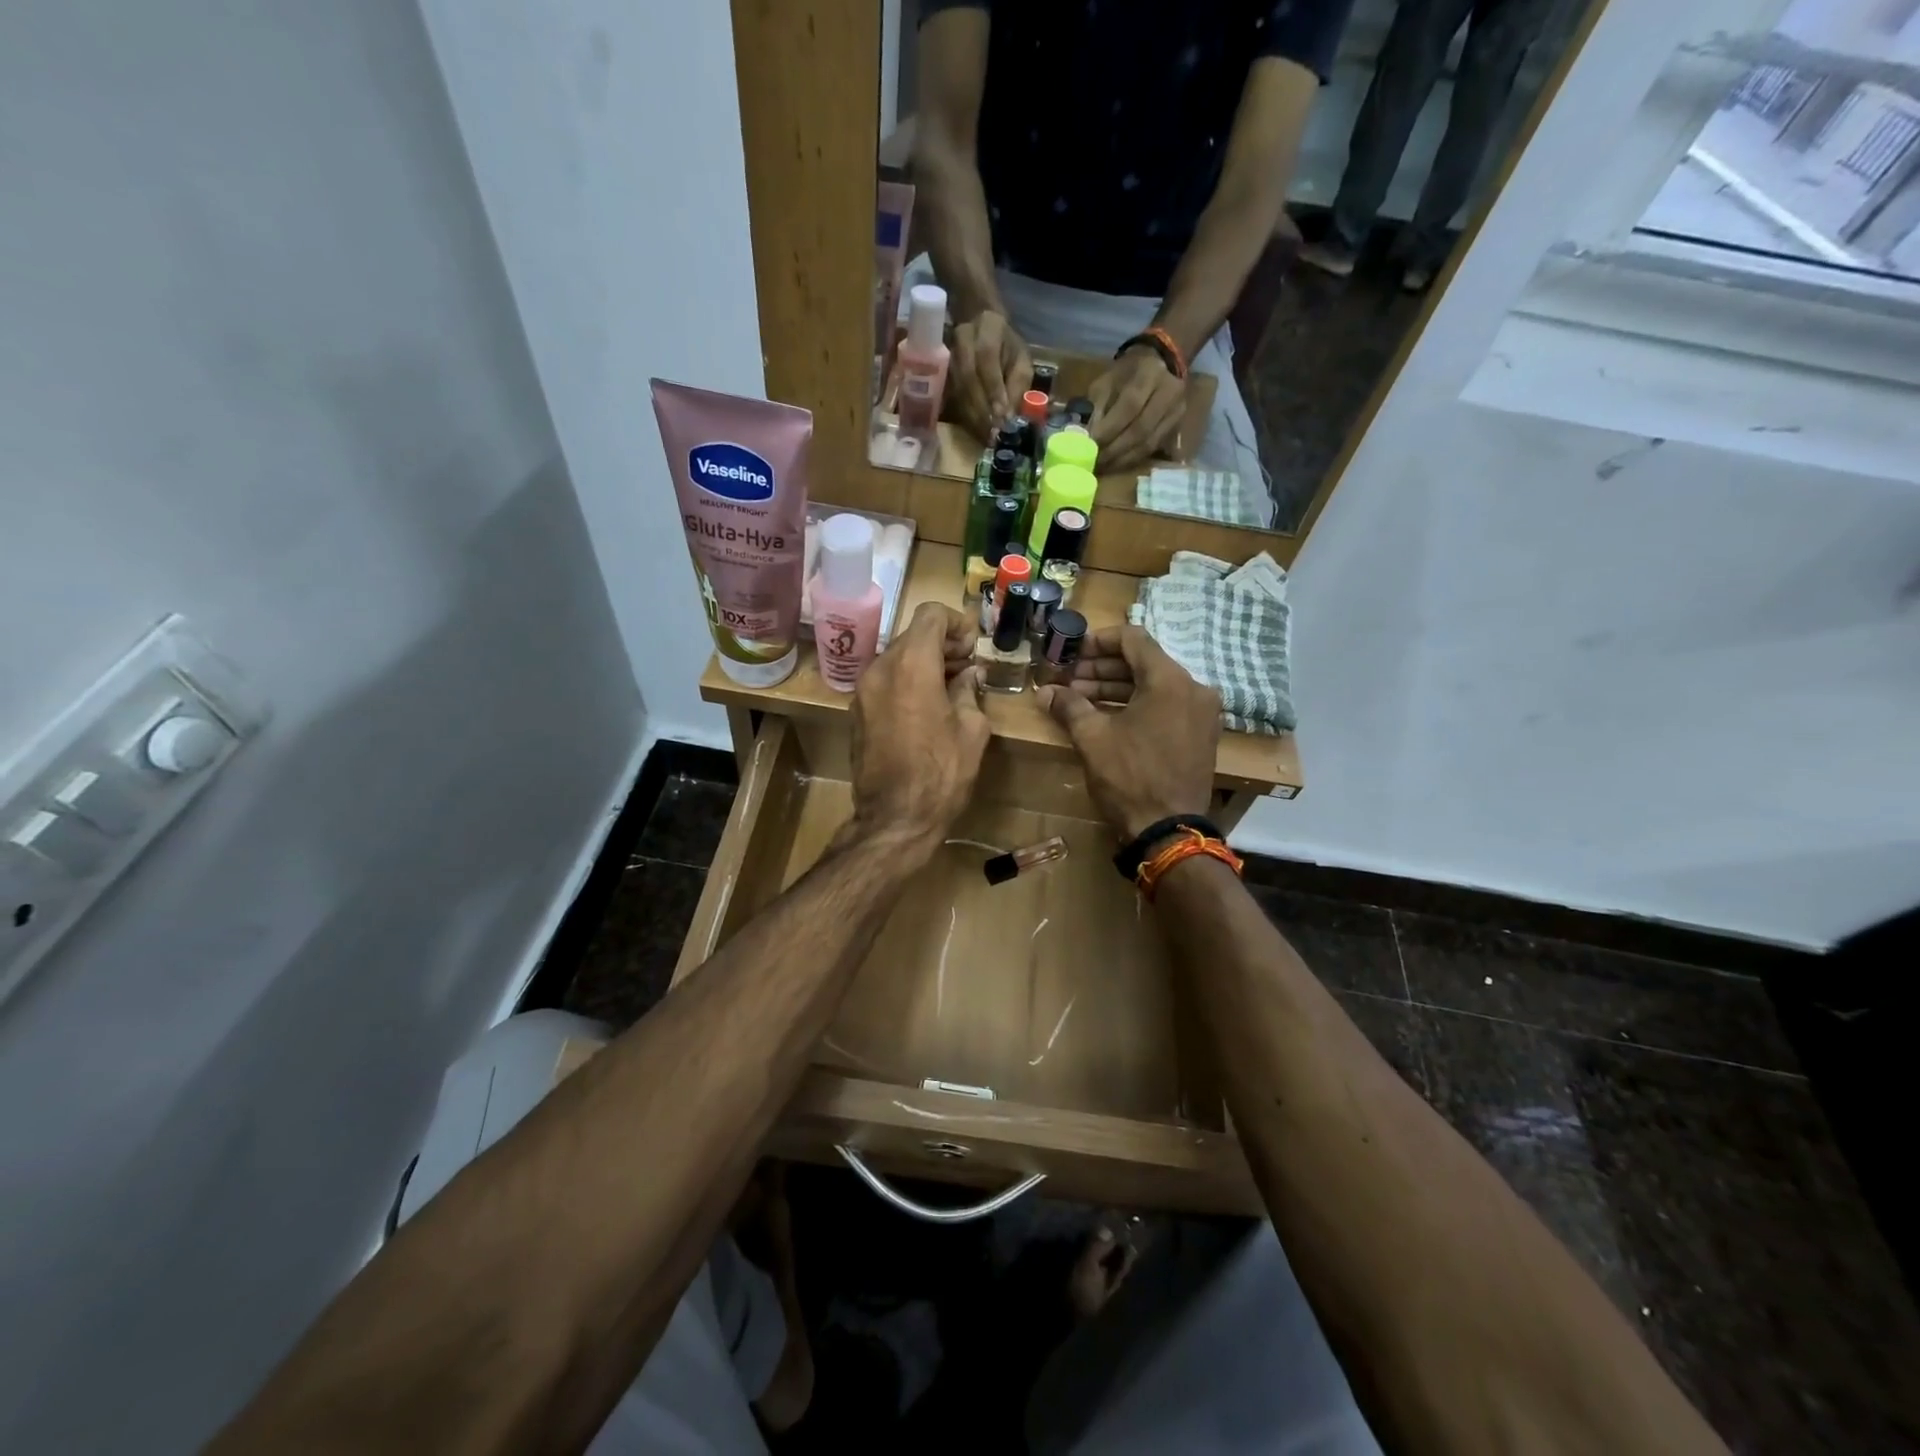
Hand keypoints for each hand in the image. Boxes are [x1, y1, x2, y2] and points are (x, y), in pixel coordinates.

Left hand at [846, 603, 989, 857]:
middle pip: (912, 635)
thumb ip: (969, 691)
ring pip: (896, 658)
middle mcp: (880, 669)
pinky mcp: (856, 712)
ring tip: (951, 687)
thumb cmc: (941, 774)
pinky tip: (927, 706)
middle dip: (942, 644)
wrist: (895, 819)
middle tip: (967, 666)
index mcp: (911, 665)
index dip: (956, 623)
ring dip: (924, 663)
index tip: (973, 646)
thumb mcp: (972, 730)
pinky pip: (884, 681)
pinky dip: (906, 681)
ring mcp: (862, 691)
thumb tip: (968, 675)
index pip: (930, 615)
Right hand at [951, 309, 1032, 438]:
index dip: (993, 390)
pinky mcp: (941, 372)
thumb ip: (1018, 385)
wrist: (979, 324)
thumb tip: (1009, 417)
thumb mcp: (1021, 359)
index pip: (987, 359)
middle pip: (968, 377)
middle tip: (994, 433)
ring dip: (973, 416)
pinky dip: (964, 416)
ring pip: (958, 389)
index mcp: (988, 327)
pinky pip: (951, 397)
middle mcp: (963, 338)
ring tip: (986, 437)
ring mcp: (948, 355)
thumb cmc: (1006, 346)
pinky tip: (975, 430)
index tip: (1002, 416)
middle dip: (982, 409)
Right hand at [1035, 625, 1220, 840]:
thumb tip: (1045, 691)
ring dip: (1115, 689)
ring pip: (1153, 686)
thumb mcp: (1092, 738)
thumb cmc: (1129, 777)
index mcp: (1170, 680)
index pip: (1133, 639)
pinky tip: (1105, 718)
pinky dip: (1136, 706)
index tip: (1071, 652)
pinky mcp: (1200, 735)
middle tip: (1068, 680)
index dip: (1098, 641)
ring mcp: (1201, 713)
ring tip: (1079, 700)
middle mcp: (1193, 688)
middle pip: (1143, 663)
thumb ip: (1069, 706)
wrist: (1168, 830)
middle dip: (1101, 669)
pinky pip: (1166, 706)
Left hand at [1086, 346, 1186, 473]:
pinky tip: (1116, 463)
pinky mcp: (1176, 426)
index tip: (1090, 444)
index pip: (1130, 406)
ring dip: (1122, 459)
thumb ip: (1097, 407)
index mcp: (1149, 374)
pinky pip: (1152, 448)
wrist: (1160, 364)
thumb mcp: (1106, 381)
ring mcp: (1176, 411)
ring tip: (1103, 466)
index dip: (1109, 429)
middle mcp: (1169, 391)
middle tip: (1095, 462)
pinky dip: (1132, 459)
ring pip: (1147, 443)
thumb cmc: (1126, 373)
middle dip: (1114, 449)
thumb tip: (1086, 437)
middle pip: (1140, 429)